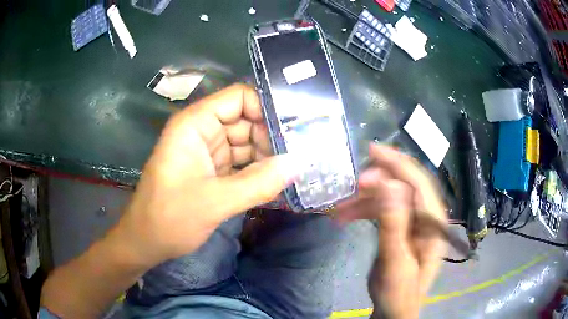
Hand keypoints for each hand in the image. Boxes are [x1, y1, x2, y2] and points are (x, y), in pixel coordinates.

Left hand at [111, 84, 298, 266]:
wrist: (146, 242)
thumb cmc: (169, 218)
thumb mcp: (214, 202)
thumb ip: (258, 183)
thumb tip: (299, 163)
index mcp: (195, 124)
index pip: (239, 98)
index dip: (267, 109)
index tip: (295, 131)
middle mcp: (202, 131)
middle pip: (247, 120)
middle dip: (273, 137)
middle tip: (303, 155)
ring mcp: (208, 152)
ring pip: (247, 143)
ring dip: (269, 156)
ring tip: (297, 170)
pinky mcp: (212, 171)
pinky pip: (242, 163)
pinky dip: (259, 171)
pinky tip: (278, 182)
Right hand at [336, 144, 446, 318]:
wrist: (394, 309)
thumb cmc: (399, 292)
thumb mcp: (395, 262)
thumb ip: (394, 225)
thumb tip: (388, 184)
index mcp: (433, 222)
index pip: (419, 182)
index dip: (397, 163)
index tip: (371, 150)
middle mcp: (426, 216)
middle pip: (405, 184)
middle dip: (378, 178)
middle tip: (353, 180)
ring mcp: (414, 221)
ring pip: (390, 196)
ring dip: (365, 198)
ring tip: (340, 207)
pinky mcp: (401, 227)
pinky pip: (383, 209)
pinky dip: (364, 209)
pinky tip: (346, 215)